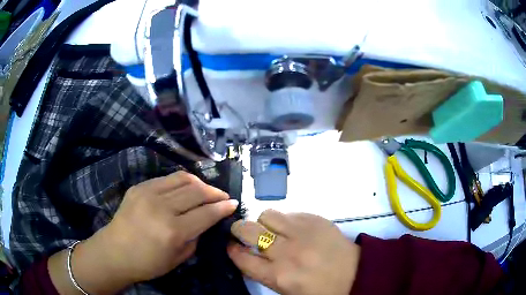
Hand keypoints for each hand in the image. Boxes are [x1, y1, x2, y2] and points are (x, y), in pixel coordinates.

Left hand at [51, 171, 238, 293]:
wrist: (114, 252)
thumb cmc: (147, 263)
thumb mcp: (178, 258)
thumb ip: (195, 238)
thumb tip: (205, 221)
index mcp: (173, 231)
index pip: (206, 213)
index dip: (223, 207)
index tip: (233, 203)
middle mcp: (161, 207)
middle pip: (197, 191)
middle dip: (215, 192)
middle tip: (223, 196)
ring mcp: (148, 193)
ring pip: (183, 178)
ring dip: (200, 183)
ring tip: (206, 190)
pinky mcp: (139, 186)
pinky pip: (166, 178)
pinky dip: (181, 182)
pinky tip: (185, 189)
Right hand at [228, 210, 359, 294]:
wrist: (355, 274)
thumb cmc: (320, 289)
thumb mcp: (287, 290)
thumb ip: (264, 274)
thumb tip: (247, 256)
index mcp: (278, 275)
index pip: (242, 257)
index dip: (232, 249)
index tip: (231, 245)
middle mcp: (286, 252)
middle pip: (248, 230)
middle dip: (238, 229)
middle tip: (242, 232)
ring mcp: (302, 232)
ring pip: (268, 215)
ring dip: (264, 223)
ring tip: (271, 229)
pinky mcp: (316, 219)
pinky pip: (290, 213)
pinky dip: (286, 220)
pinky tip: (294, 229)